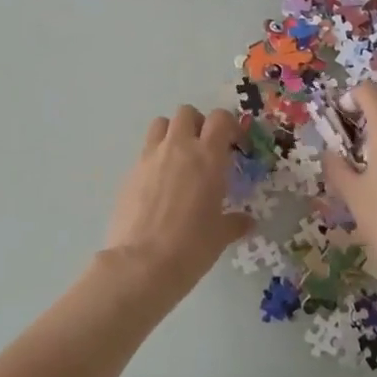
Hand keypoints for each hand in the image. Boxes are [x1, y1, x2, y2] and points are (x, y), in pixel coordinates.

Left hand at [102, 105, 252, 291]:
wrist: (141, 264)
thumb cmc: (191, 247)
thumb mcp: (220, 235)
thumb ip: (234, 222)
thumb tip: (247, 222)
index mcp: (207, 157)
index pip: (220, 119)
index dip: (229, 126)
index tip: (234, 144)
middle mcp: (178, 148)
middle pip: (186, 113)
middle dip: (198, 124)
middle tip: (205, 149)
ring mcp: (150, 158)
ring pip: (160, 124)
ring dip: (172, 133)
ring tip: (179, 159)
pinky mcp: (130, 173)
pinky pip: (145, 152)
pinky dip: (154, 158)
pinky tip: (158, 185)